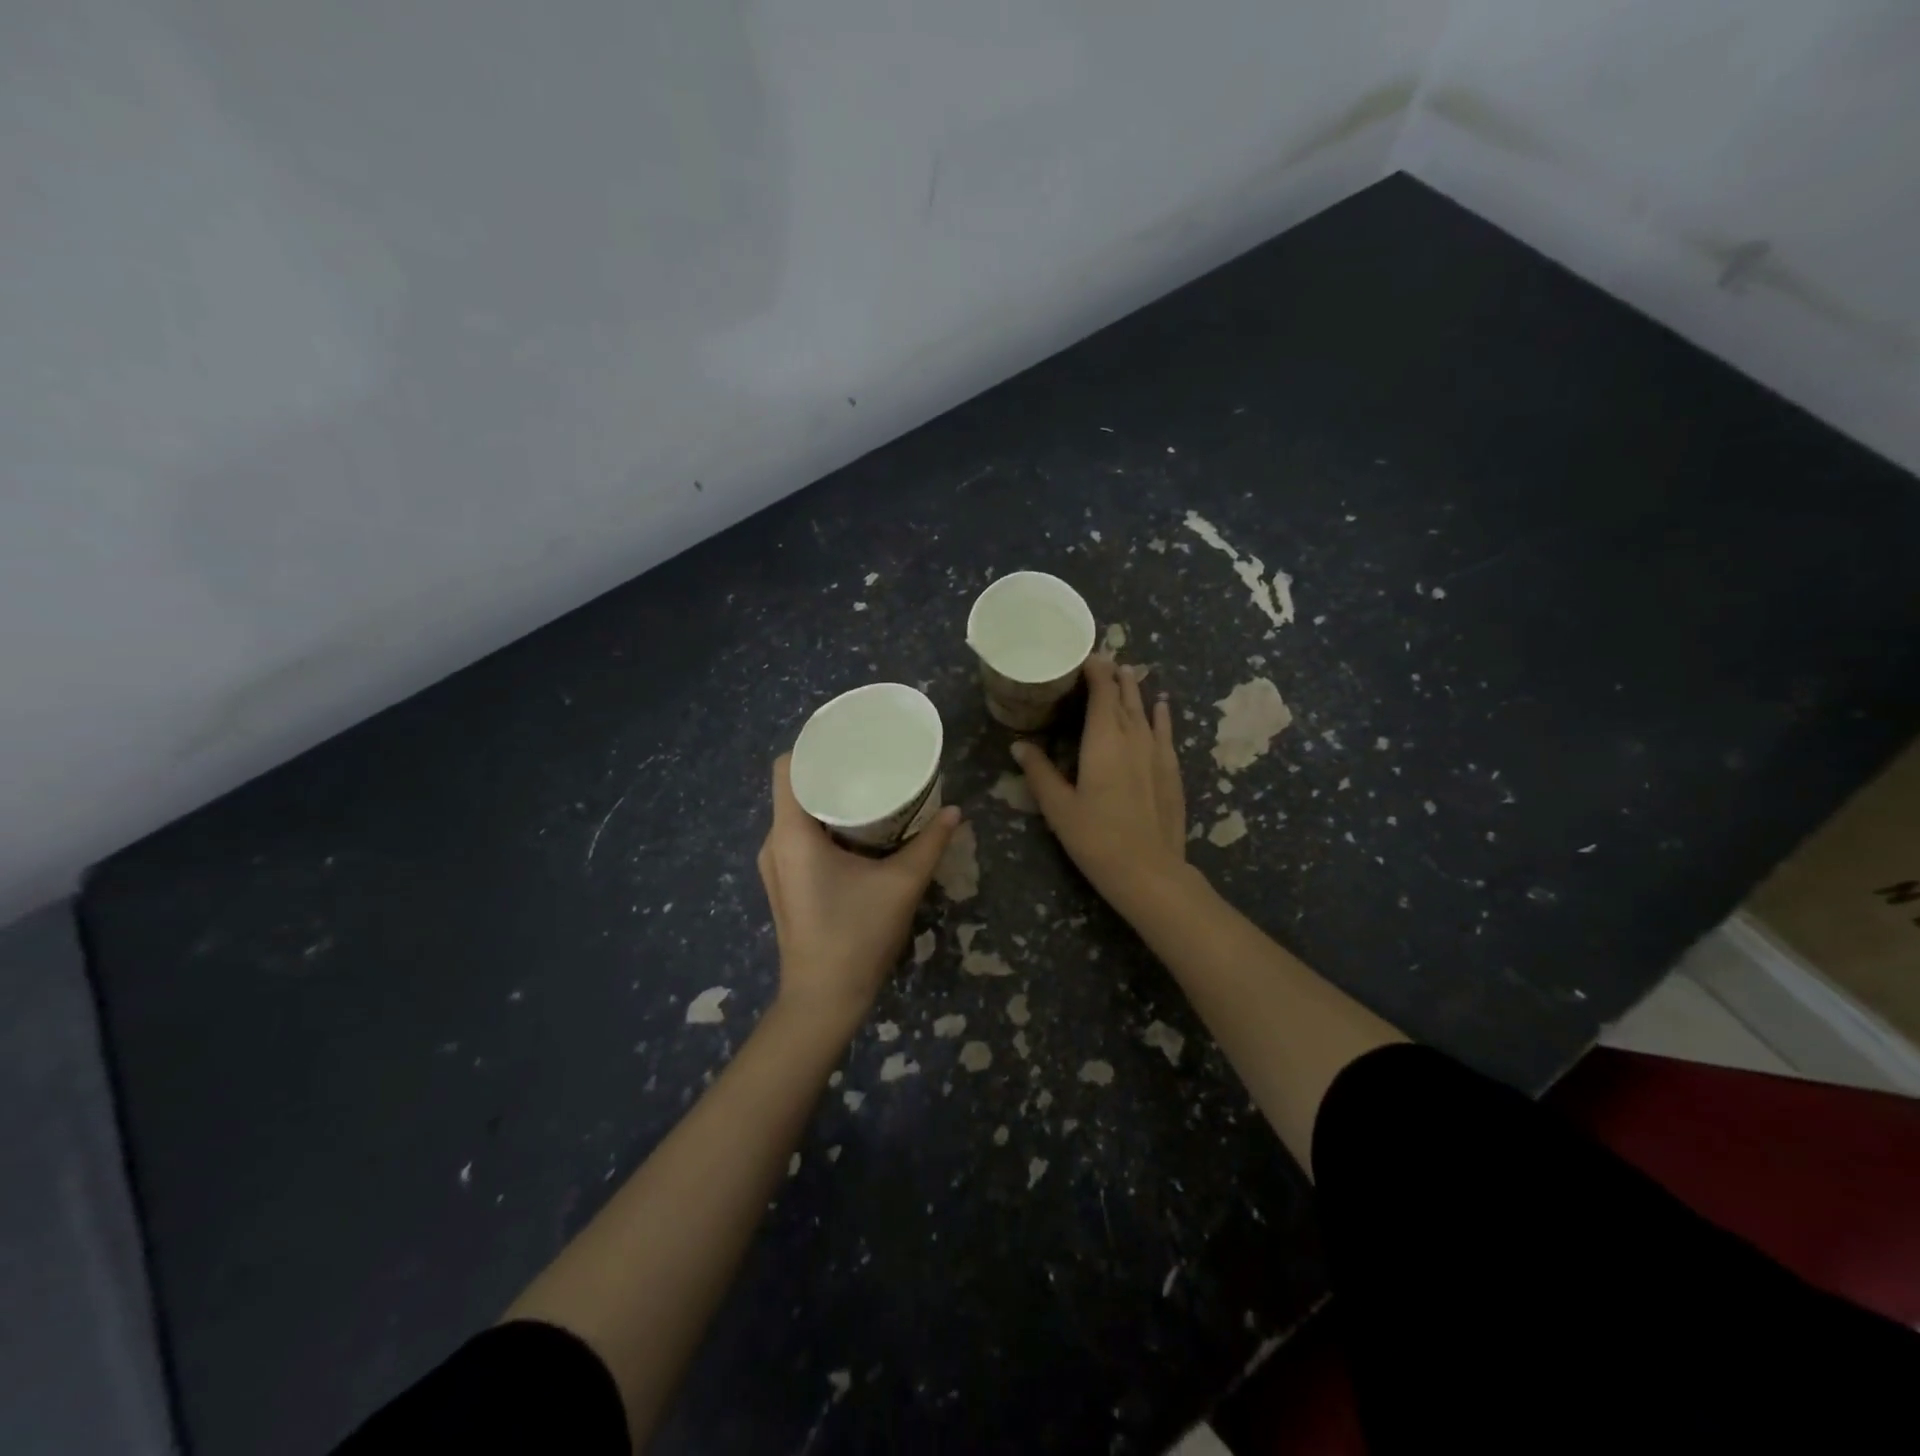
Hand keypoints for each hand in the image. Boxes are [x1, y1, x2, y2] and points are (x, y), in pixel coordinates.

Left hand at [757, 755, 961, 1025]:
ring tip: (868, 789)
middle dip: (830, 770)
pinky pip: (798, 836)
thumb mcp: (901, 885)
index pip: (788, 766)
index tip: (850, 740)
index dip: (814, 746)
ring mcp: (775, 865)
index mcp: (792, 834)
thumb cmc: (857, 936)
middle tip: (871, 762)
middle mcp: (774, 843)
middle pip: (794, 787)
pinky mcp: (784, 883)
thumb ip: (930, 843)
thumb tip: (956, 812)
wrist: (823, 1000)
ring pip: (797, 813)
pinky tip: (857, 829)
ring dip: (828, 799)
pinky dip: (824, 823)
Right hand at [1013, 657, 1191, 921]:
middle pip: (1125, 696)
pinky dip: (1161, 716)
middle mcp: (1133, 737)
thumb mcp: (1058, 807)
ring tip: (1129, 673)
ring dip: (1135, 691)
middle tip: (1103, 660)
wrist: (1148, 871)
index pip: (1102, 692)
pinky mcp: (1171, 771)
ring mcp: (1157, 753)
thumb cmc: (1096, 838)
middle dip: (1114, 676)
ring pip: (1145, 711)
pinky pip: (1166, 732)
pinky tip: (1162, 706)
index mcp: (1104, 740)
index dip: (1095, 671)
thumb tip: (1018, 745)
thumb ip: (1039, 772)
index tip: (1085, 656)